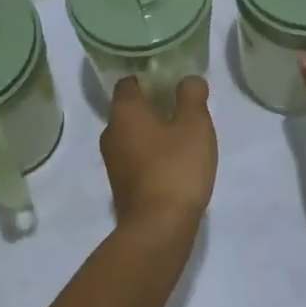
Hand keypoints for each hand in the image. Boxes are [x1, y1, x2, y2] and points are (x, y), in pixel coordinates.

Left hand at [99, 76, 216, 237]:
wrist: (158, 228)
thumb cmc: (176, 167)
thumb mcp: (194, 125)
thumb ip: (192, 96)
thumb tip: (188, 79)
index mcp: (124, 111)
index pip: (129, 82)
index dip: (149, 78)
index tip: (171, 80)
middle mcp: (111, 132)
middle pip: (129, 108)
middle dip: (153, 104)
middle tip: (181, 106)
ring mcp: (112, 161)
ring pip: (132, 134)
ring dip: (152, 131)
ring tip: (182, 134)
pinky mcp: (120, 185)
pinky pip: (134, 157)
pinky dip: (150, 153)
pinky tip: (173, 161)